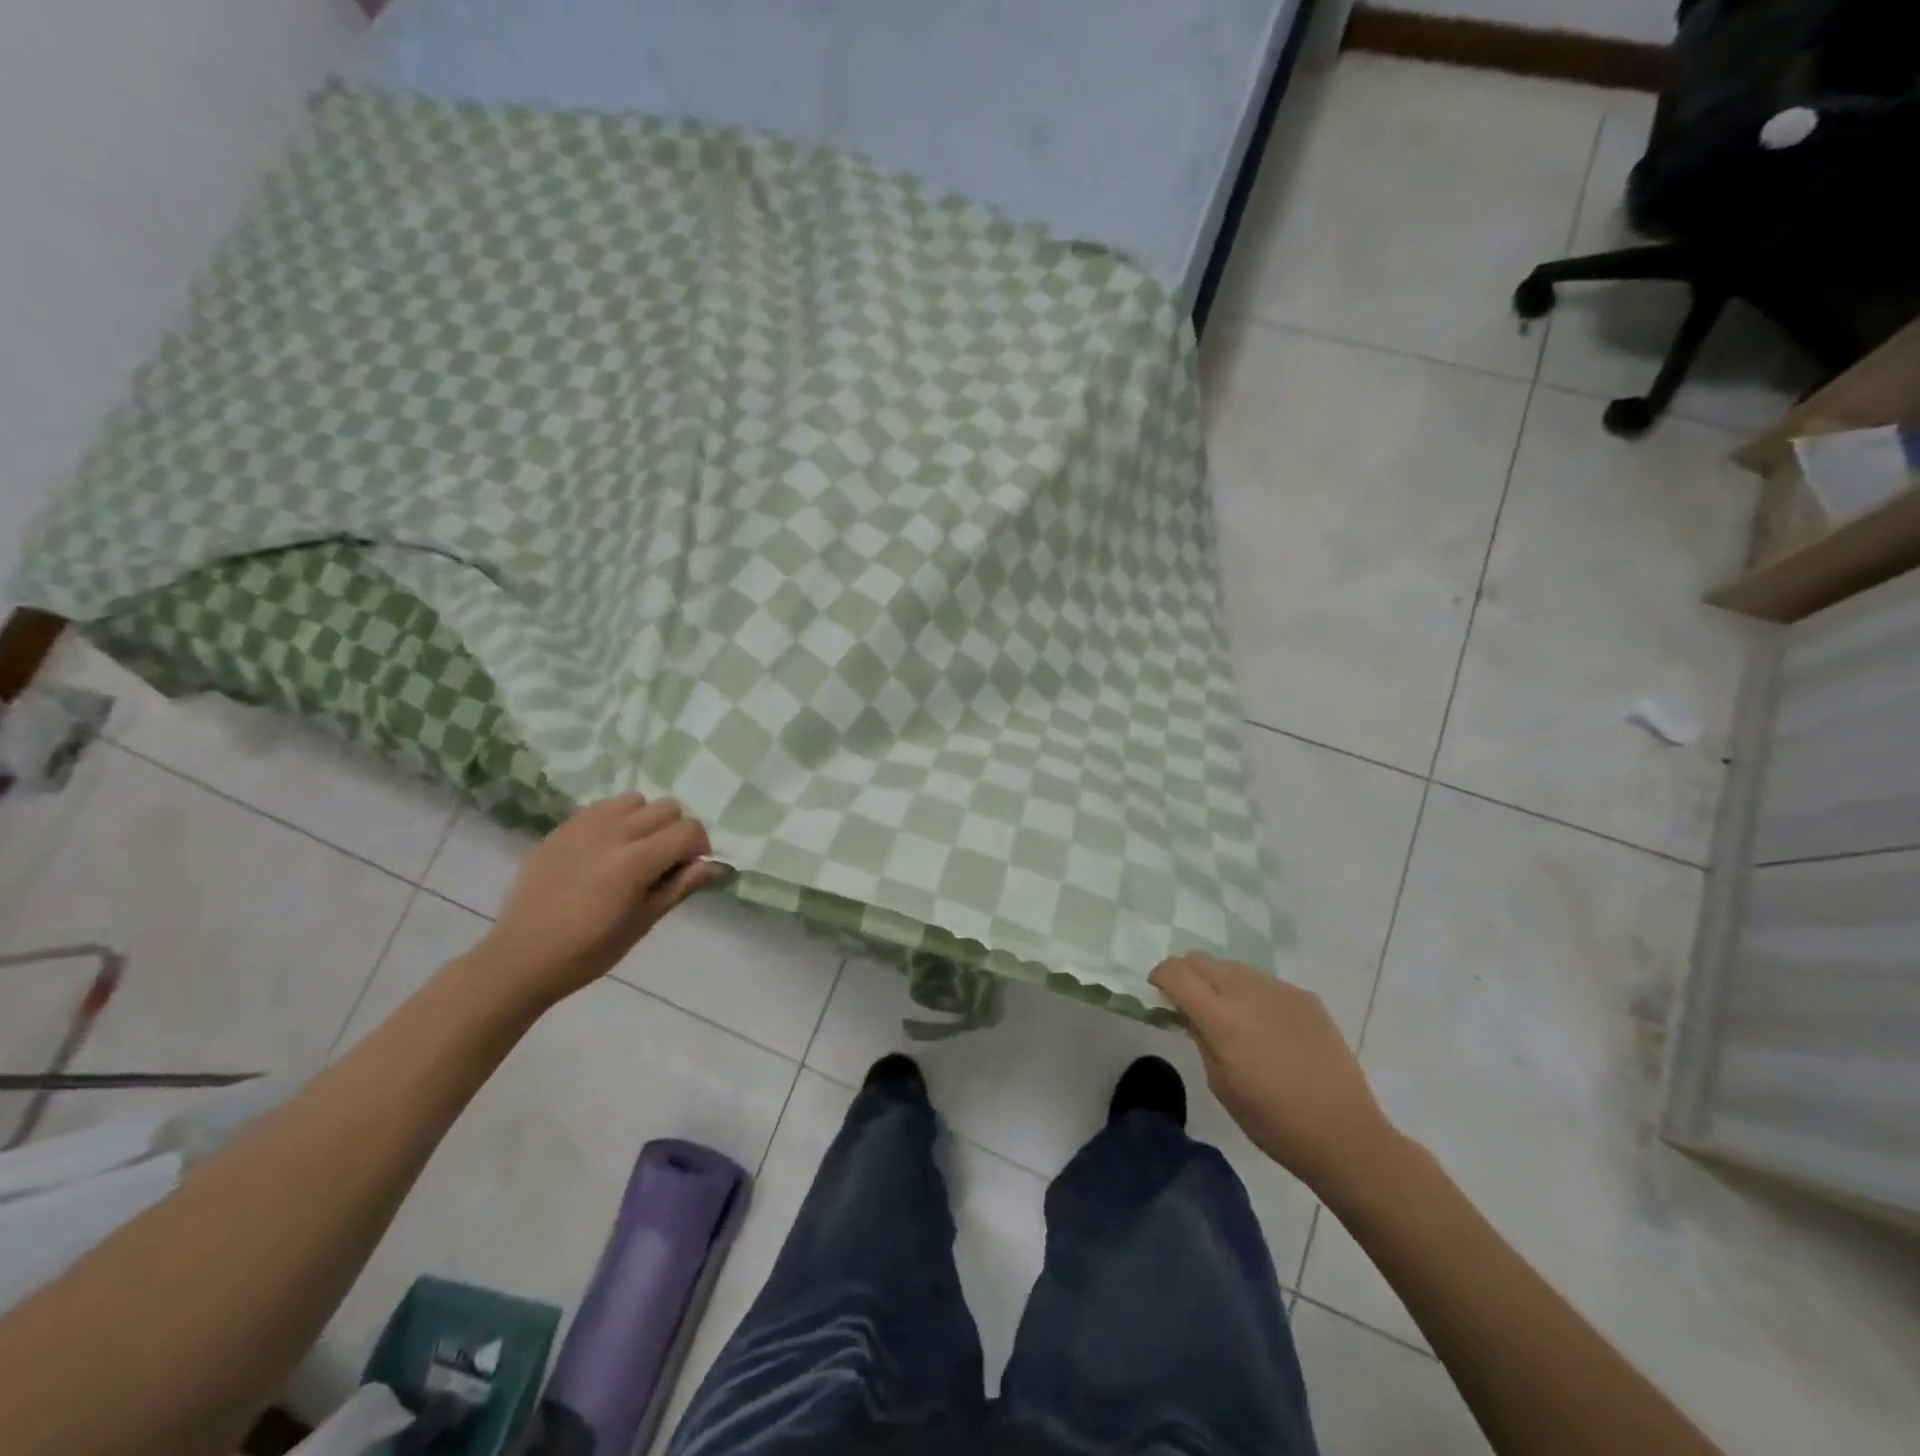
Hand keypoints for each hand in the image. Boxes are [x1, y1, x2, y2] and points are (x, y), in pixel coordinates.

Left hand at [469, 794, 721, 1008]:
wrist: (521, 958)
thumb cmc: (589, 951)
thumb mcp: (643, 923)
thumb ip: (681, 886)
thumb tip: (717, 866)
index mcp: (634, 861)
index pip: (689, 830)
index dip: (699, 848)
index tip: (689, 870)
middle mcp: (612, 833)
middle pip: (667, 808)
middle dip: (676, 832)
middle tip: (664, 863)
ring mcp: (584, 826)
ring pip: (637, 800)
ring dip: (646, 820)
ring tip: (635, 850)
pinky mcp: (563, 828)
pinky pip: (604, 806)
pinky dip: (617, 819)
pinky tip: (607, 848)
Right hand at [1151, 952, 1403, 1200]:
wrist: (1344, 1133)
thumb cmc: (1272, 1121)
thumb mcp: (1220, 1084)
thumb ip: (1199, 1037)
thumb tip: (1188, 1011)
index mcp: (1221, 1018)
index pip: (1176, 972)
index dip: (1160, 976)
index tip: (1159, 992)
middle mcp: (1247, 992)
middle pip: (1201, 959)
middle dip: (1187, 974)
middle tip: (1190, 1003)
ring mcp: (1279, 990)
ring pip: (1233, 967)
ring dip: (1221, 983)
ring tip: (1232, 1017)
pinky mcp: (1305, 997)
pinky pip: (1265, 983)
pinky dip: (1253, 995)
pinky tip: (1268, 1030)